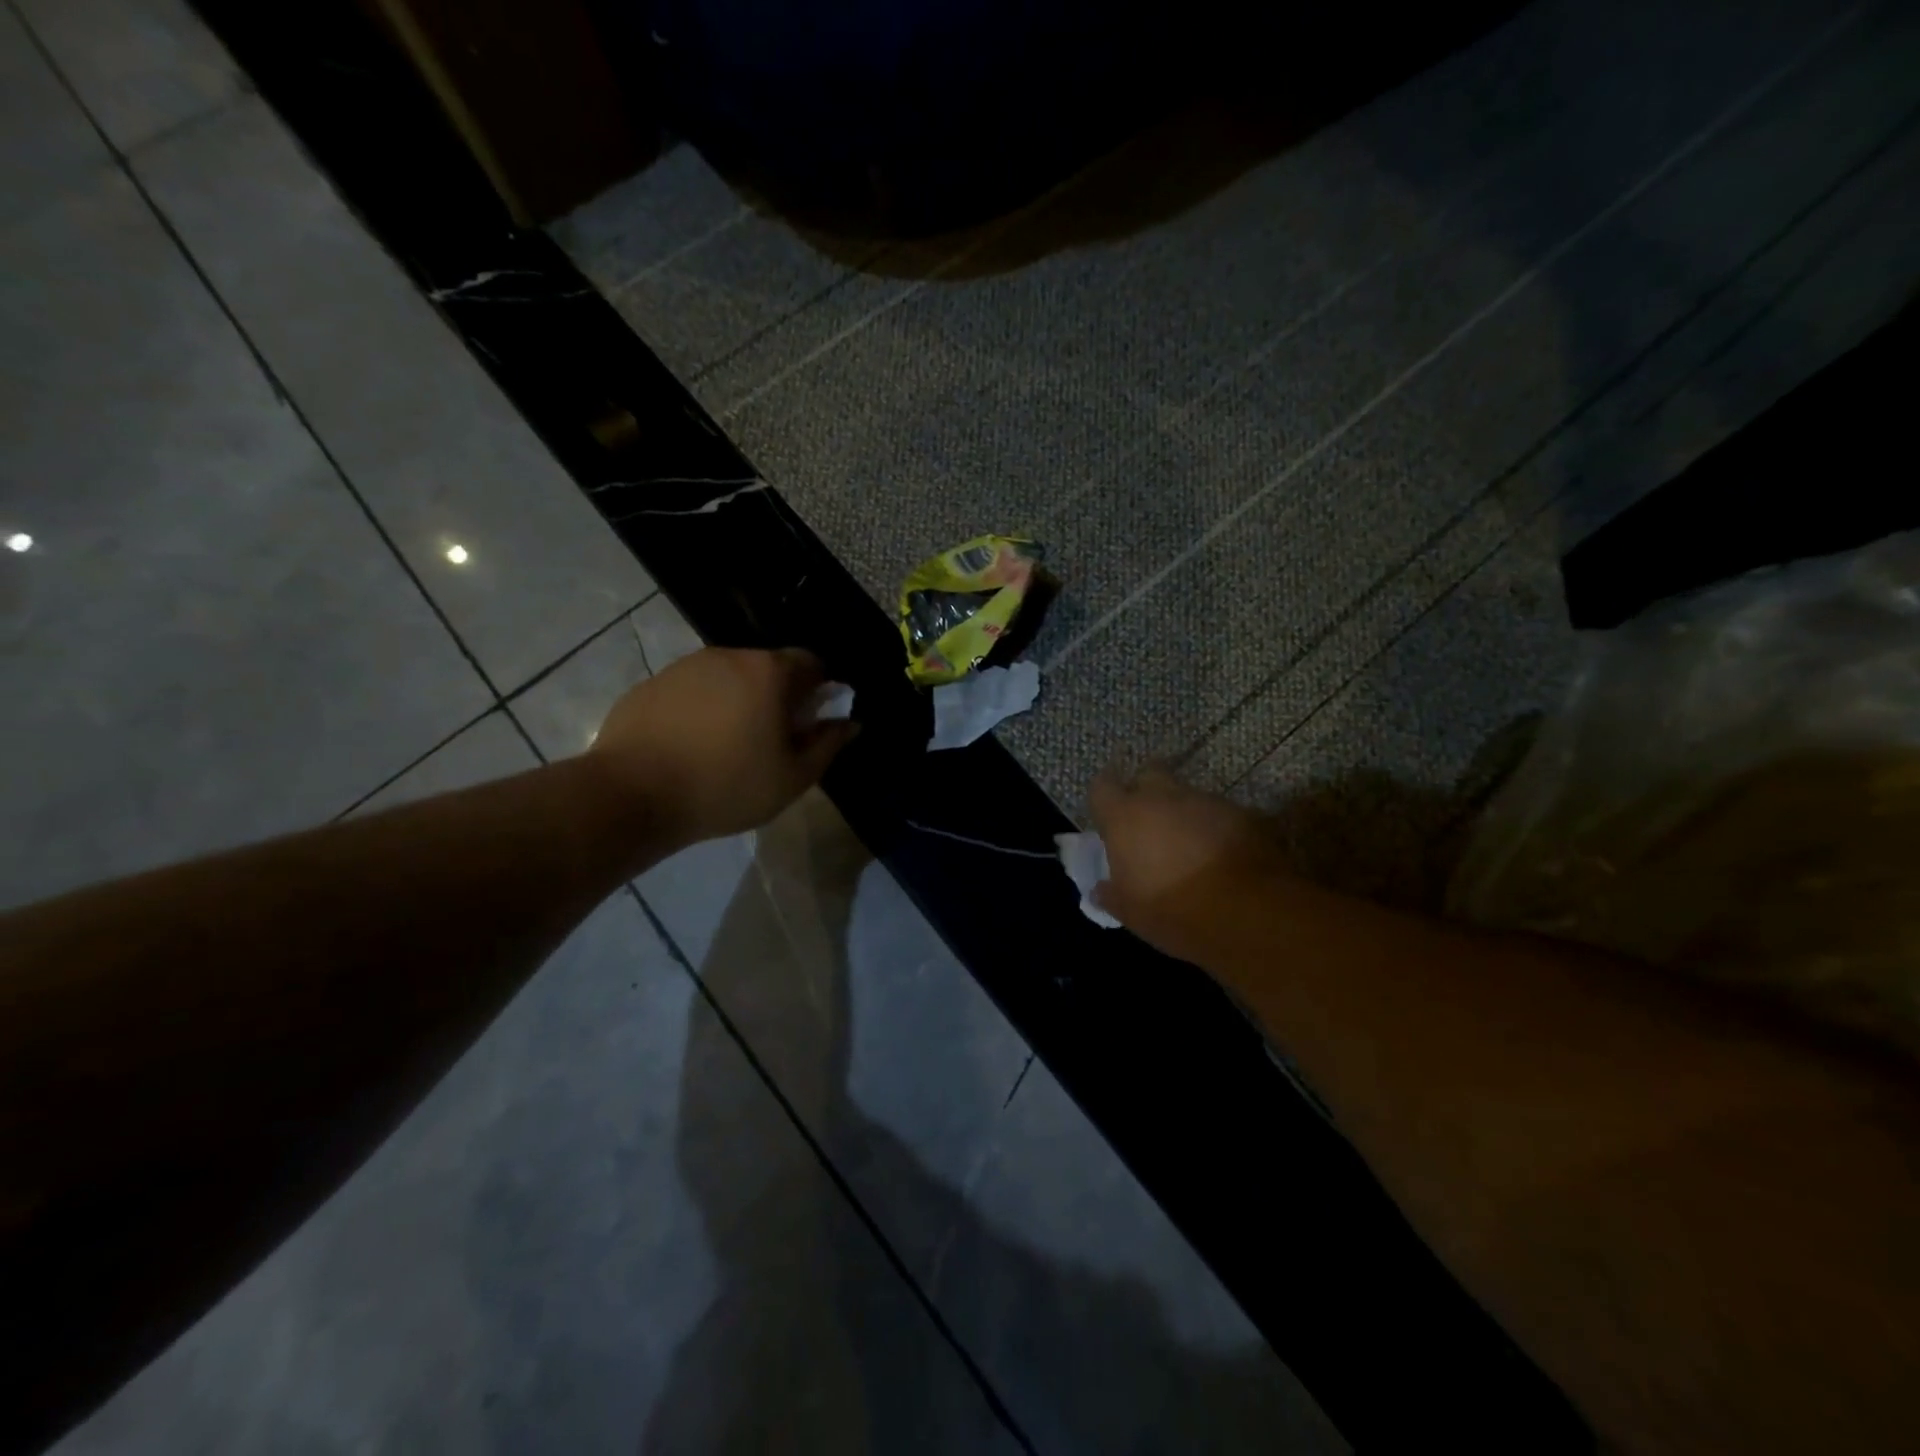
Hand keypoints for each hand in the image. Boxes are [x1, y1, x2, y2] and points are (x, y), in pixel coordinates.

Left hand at [590, 647, 856, 846]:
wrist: (632, 794)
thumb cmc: (726, 786)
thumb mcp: (792, 777)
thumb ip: (827, 744)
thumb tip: (849, 722)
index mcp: (769, 672)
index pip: (811, 662)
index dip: (819, 690)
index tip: (809, 724)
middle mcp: (729, 656)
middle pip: (768, 668)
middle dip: (778, 697)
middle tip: (771, 741)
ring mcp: (685, 666)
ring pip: (729, 678)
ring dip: (739, 702)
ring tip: (727, 747)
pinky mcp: (652, 683)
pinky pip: (693, 690)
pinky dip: (702, 709)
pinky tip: (691, 747)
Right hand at [1088, 766, 1283, 951]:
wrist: (1247, 913)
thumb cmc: (1172, 911)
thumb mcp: (1130, 912)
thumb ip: (1111, 894)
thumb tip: (1101, 890)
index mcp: (1126, 817)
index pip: (1102, 787)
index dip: (1104, 798)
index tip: (1107, 815)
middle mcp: (1163, 797)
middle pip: (1149, 774)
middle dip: (1147, 791)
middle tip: (1149, 821)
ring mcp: (1206, 802)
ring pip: (1188, 796)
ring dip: (1184, 813)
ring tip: (1190, 845)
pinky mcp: (1243, 813)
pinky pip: (1221, 814)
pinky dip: (1216, 827)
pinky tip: (1222, 855)